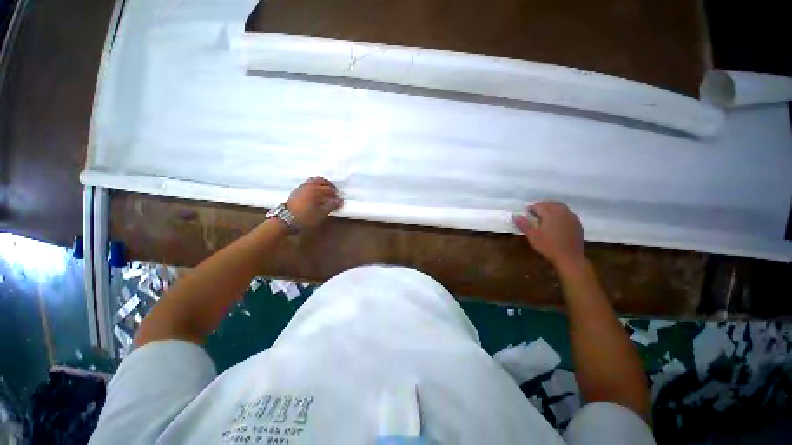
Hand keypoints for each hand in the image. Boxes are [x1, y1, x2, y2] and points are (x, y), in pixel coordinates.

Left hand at [285, 177, 343, 229]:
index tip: (340, 200)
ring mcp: (302, 187)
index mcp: (316, 190)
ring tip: (325, 192)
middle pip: (322, 181)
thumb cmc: (306, 217)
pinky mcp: (296, 191)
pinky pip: (308, 184)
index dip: (336, 195)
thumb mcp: (321, 213)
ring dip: (321, 184)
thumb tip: (340, 200)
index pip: (330, 190)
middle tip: (334, 193)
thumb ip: (331, 205)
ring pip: (314, 181)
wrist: (285, 220)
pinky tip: (315, 194)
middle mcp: (309, 185)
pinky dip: (314, 186)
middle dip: (329, 186)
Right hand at [513, 201, 584, 268]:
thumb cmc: (548, 246)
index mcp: (550, 214)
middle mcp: (562, 212)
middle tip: (535, 211)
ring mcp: (571, 217)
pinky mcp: (577, 223)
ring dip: (552, 207)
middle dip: (542, 205)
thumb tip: (515, 215)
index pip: (539, 206)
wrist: (569, 257)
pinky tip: (557, 221)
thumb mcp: (532, 236)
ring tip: (546, 214)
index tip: (526, 211)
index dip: (531, 207)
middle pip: (551, 204)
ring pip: (560, 207)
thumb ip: (523, 224)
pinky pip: (568, 213)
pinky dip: (561, 213)